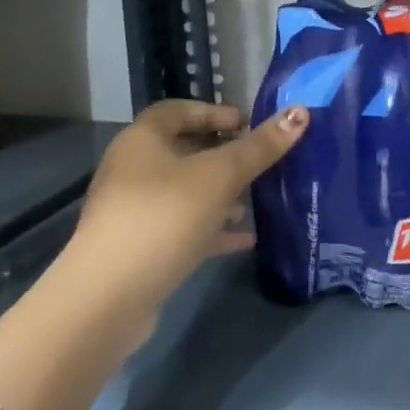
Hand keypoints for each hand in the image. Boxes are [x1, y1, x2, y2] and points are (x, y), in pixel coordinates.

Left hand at [56, 99, 308, 328]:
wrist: (108, 298)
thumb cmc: (165, 217)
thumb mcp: (221, 176)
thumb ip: (260, 147)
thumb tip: (300, 113)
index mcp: (142, 142)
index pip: (177, 110)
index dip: (213, 112)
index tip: (247, 124)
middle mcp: (133, 171)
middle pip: (183, 150)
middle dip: (223, 154)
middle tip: (259, 160)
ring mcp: (134, 211)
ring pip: (185, 191)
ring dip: (220, 193)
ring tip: (256, 200)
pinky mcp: (141, 247)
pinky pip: (184, 227)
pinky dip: (214, 228)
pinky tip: (246, 239)